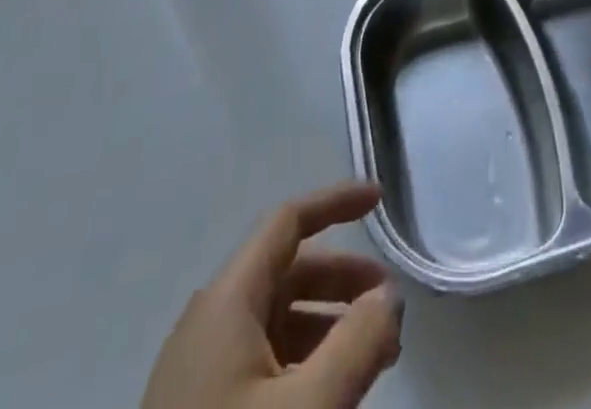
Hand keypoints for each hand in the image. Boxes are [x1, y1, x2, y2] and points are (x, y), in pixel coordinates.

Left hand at [141, 182, 401, 408]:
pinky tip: (332, 394)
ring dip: (329, 325)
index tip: (380, 201)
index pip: (288, 222)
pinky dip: (304, 361)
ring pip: (277, 320)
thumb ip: (359, 343)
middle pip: (288, 272)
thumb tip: (389, 296)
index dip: (336, 203)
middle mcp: (211, 320)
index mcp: (228, 299)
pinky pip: (261, 361)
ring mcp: (200, 369)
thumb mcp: (309, 408)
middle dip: (343, 280)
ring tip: (374, 358)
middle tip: (390, 307)